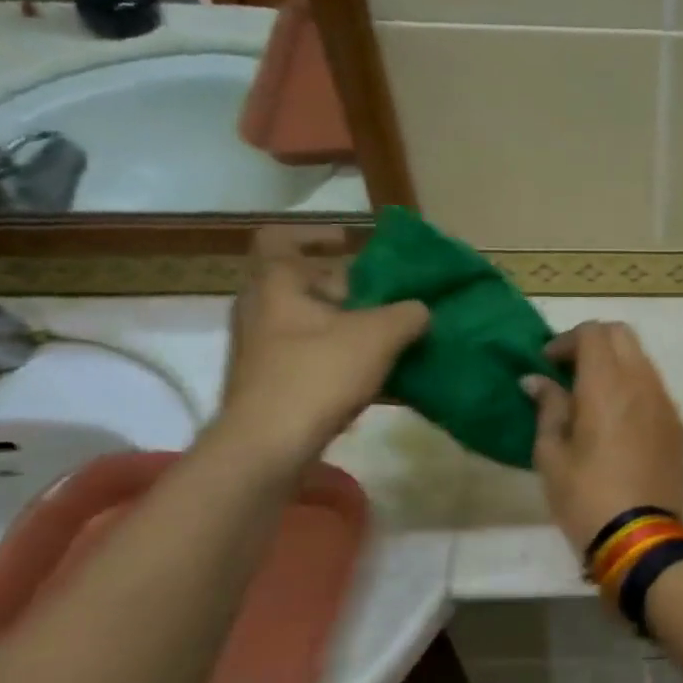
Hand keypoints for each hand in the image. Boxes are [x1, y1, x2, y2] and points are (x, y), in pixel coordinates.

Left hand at [216, 227, 428, 466]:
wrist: (268, 447)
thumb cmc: (317, 375)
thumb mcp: (378, 337)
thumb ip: (407, 314)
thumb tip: (421, 309)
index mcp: (276, 285)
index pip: (281, 238)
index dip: (316, 235)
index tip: (351, 243)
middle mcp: (261, 311)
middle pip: (303, 284)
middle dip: (347, 289)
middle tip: (386, 299)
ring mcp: (262, 350)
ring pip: (311, 324)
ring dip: (349, 328)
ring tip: (391, 341)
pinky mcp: (270, 385)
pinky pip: (312, 359)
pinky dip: (342, 361)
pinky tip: (380, 381)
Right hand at [522, 321, 682, 555]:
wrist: (642, 538)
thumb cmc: (585, 496)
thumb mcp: (551, 454)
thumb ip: (548, 408)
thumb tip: (536, 380)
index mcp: (607, 384)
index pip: (593, 332)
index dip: (566, 340)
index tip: (547, 363)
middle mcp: (642, 383)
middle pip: (622, 335)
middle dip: (593, 343)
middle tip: (569, 372)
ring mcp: (666, 404)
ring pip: (642, 361)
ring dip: (616, 365)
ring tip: (592, 397)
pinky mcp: (678, 427)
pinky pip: (655, 390)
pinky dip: (634, 389)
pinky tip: (618, 421)